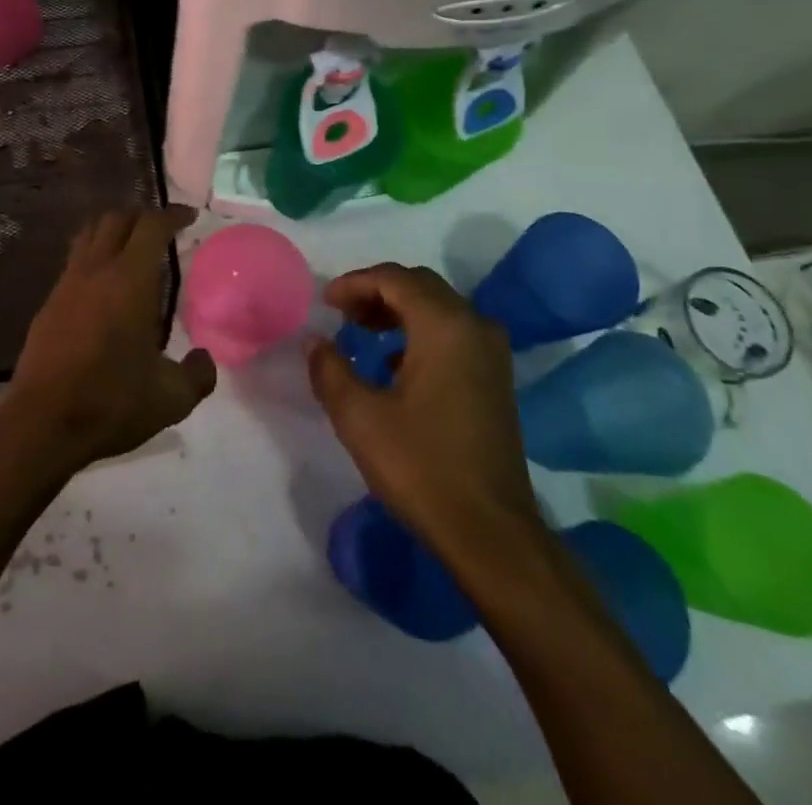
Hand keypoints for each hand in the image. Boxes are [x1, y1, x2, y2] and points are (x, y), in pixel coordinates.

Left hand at [0, 207, 215, 477]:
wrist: (42, 423)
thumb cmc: (112, 403)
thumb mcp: (171, 398)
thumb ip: (198, 375)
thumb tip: (204, 358)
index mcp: (130, 280)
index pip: (151, 226)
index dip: (172, 215)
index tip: (189, 218)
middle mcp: (97, 270)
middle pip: (117, 219)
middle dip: (143, 216)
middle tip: (162, 230)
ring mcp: (67, 283)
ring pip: (90, 234)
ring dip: (114, 229)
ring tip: (132, 246)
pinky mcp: (48, 302)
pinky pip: (74, 260)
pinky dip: (94, 255)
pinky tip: (104, 283)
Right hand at [308, 263, 538, 551]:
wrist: (491, 532)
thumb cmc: (421, 467)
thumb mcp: (359, 417)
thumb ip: (330, 369)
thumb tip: (315, 341)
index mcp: (444, 325)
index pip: (394, 279)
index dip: (354, 283)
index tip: (325, 302)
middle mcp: (474, 325)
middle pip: (419, 286)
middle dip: (376, 291)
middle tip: (342, 313)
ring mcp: (491, 352)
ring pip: (439, 307)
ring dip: (399, 310)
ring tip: (362, 331)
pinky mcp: (496, 377)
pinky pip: (454, 331)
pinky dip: (421, 331)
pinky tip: (395, 363)